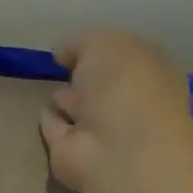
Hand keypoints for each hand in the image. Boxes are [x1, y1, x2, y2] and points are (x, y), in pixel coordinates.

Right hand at [38, 29, 192, 192]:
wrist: (116, 147)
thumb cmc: (123, 86)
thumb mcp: (105, 43)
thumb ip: (83, 42)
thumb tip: (64, 54)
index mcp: (151, 74)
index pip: (129, 58)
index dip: (106, 51)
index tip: (77, 47)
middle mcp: (131, 103)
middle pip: (106, 86)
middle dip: (88, 77)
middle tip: (64, 68)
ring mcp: (103, 130)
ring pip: (82, 108)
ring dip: (69, 99)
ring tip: (49, 88)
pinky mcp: (73, 150)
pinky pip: (58, 128)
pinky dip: (51, 120)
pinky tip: (41, 110)